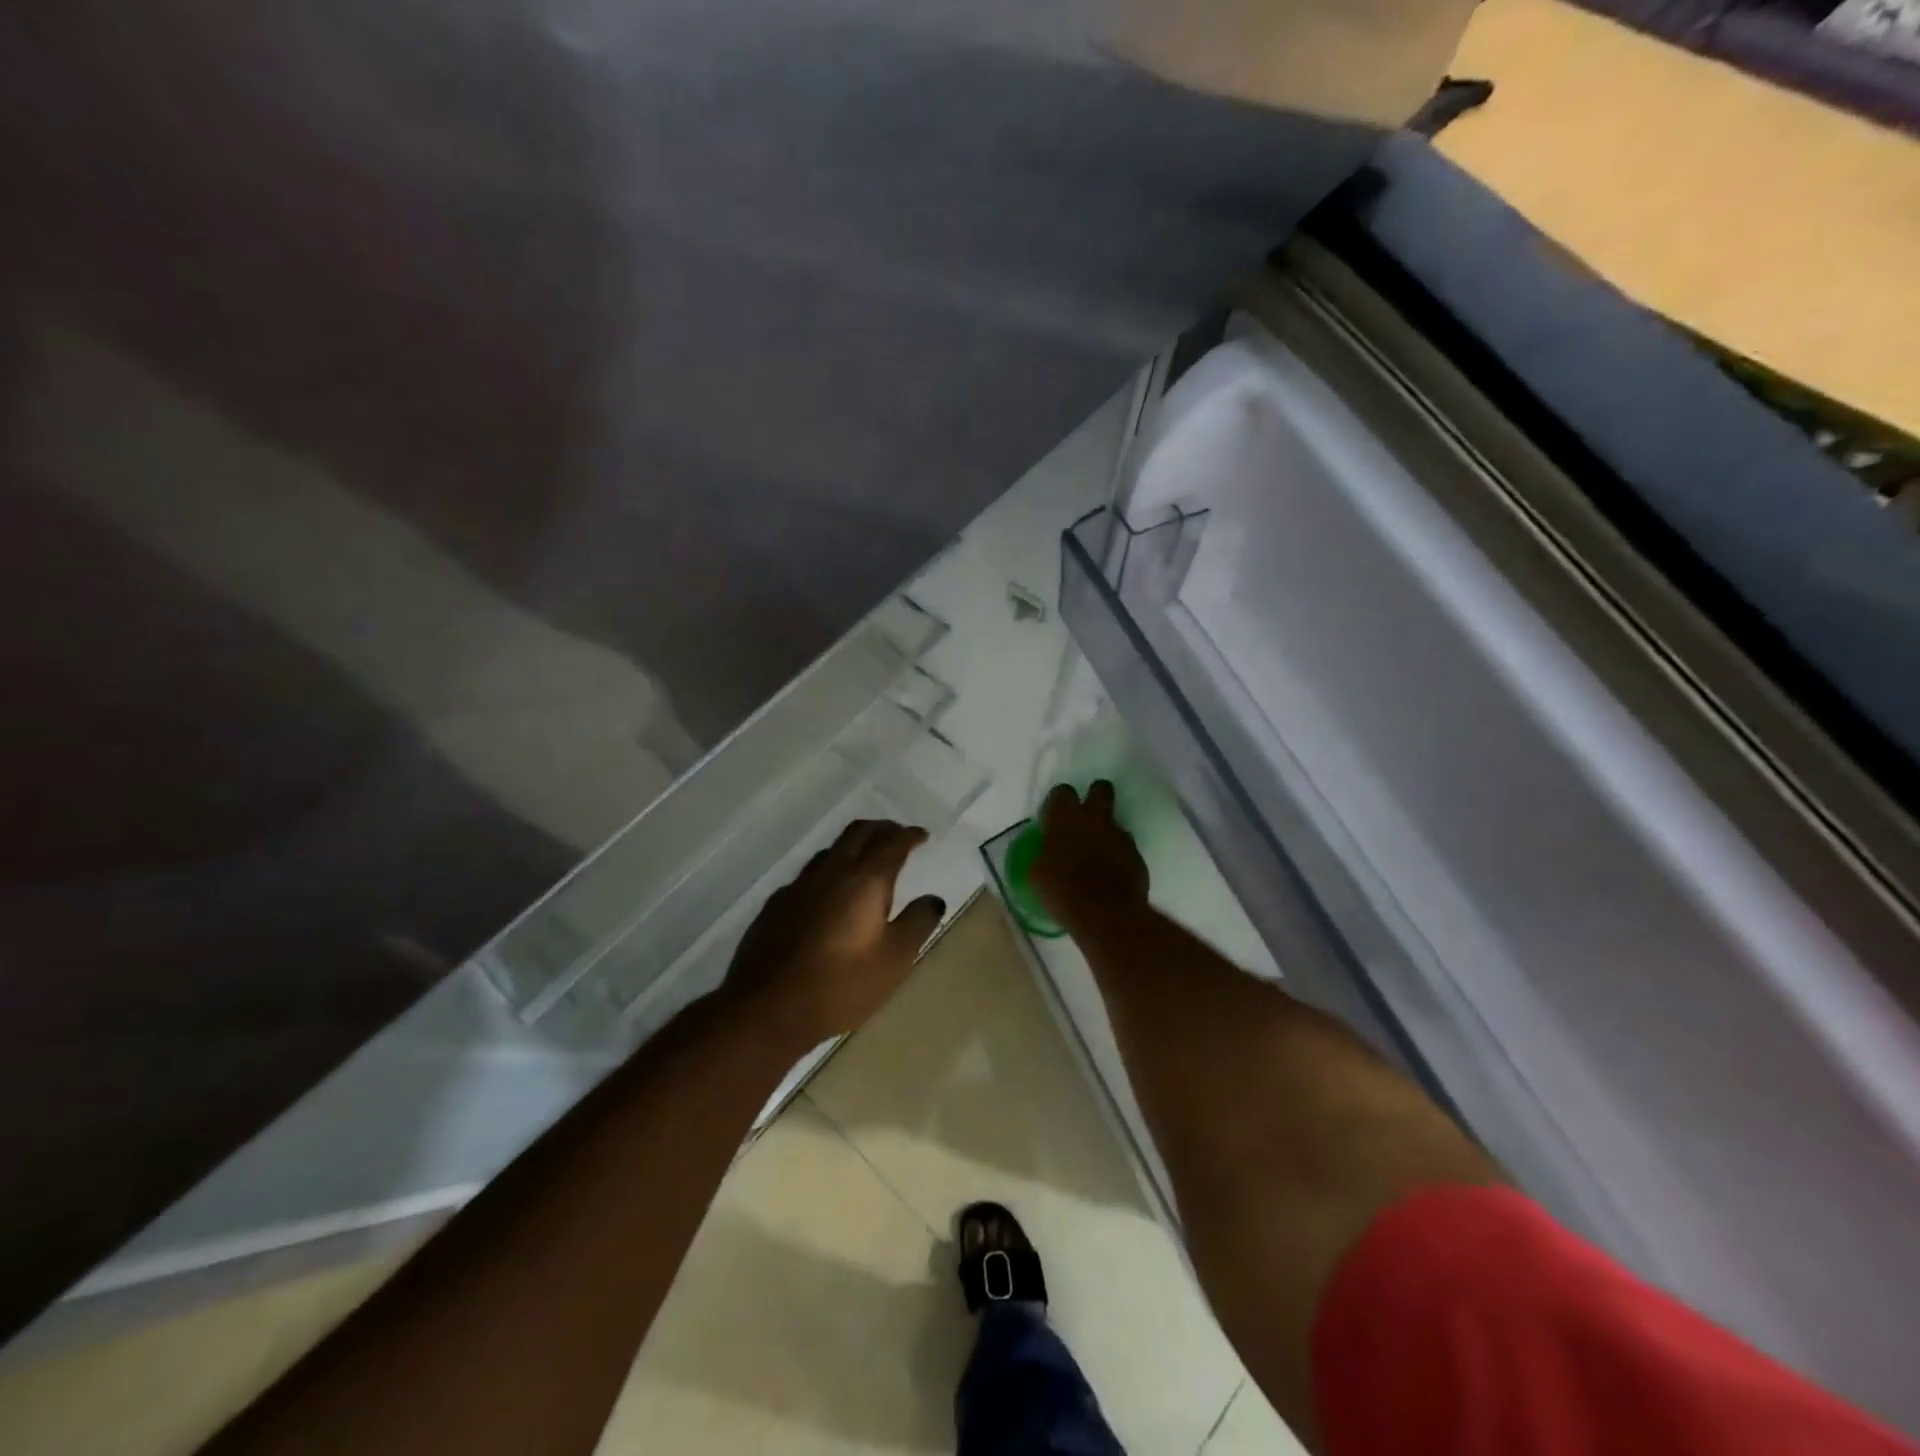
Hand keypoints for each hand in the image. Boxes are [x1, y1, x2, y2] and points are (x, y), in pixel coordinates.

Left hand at [725, 819, 945, 1048]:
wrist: (767, 1007)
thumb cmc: (841, 984)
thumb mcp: (894, 960)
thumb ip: (917, 923)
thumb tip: (933, 899)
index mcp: (865, 880)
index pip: (892, 843)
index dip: (910, 835)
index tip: (922, 835)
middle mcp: (832, 872)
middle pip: (858, 832)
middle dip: (882, 828)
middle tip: (897, 835)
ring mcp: (799, 885)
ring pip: (831, 850)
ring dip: (853, 846)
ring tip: (865, 860)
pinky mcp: (776, 904)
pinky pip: (808, 874)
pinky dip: (829, 871)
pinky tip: (828, 893)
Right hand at [1030, 781, 1148, 935]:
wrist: (1106, 914)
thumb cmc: (1062, 891)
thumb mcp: (1038, 873)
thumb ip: (1045, 853)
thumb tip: (1047, 852)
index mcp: (1065, 818)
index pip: (1062, 791)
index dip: (1058, 803)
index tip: (1054, 819)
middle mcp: (1095, 819)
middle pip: (1100, 789)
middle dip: (1095, 797)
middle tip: (1086, 818)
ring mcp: (1120, 835)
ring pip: (1115, 822)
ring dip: (1106, 833)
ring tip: (1098, 857)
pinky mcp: (1137, 855)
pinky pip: (1126, 848)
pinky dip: (1119, 857)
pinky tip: (1111, 876)